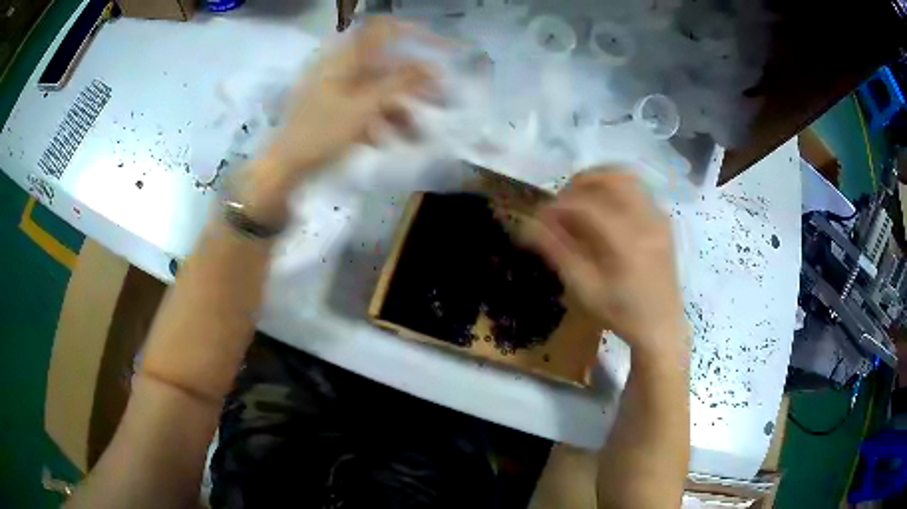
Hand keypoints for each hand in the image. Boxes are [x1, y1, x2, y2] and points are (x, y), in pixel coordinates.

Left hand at [240, 17, 438, 228]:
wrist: (284, 168)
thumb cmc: (321, 133)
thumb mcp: (364, 107)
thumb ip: (399, 83)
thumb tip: (431, 67)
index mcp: (344, 59)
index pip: (382, 30)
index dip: (412, 33)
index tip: (439, 47)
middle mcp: (341, 69)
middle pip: (385, 66)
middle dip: (414, 83)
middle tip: (440, 99)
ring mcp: (336, 91)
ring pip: (377, 91)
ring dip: (400, 109)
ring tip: (417, 134)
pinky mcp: (334, 111)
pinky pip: (364, 108)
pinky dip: (379, 121)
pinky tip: (389, 141)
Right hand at [523, 169, 686, 361]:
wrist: (661, 326)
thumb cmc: (620, 313)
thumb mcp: (584, 289)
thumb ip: (557, 251)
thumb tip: (529, 224)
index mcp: (626, 242)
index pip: (586, 205)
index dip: (558, 205)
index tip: (540, 216)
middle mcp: (646, 221)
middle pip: (609, 179)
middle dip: (578, 183)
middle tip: (561, 202)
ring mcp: (658, 218)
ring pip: (625, 178)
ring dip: (598, 180)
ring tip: (581, 198)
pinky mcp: (662, 220)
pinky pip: (638, 189)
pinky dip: (615, 188)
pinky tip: (604, 207)